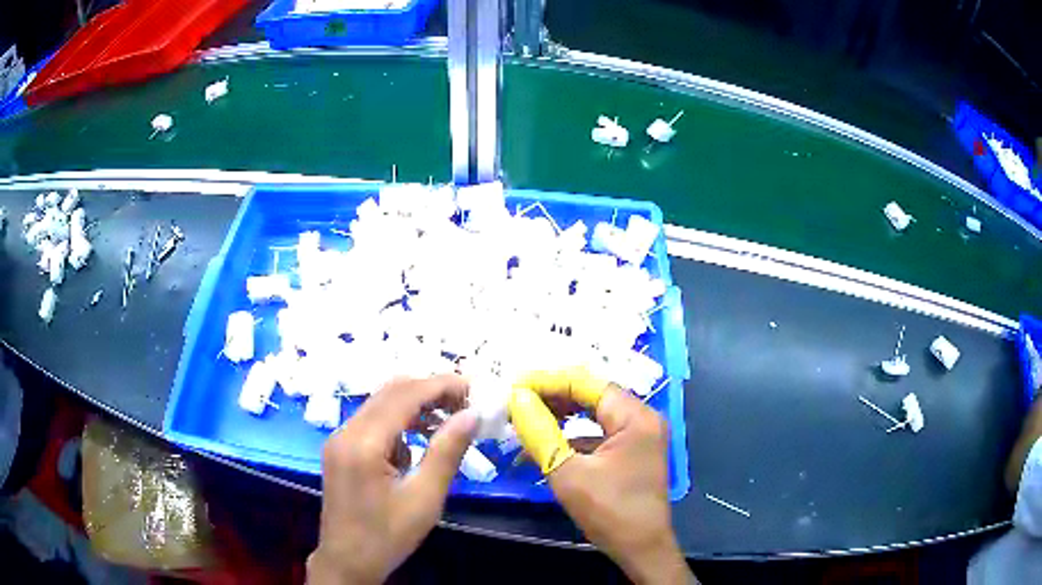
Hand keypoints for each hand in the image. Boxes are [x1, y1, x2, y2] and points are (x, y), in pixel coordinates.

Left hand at [308, 375, 476, 584]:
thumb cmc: (387, 536)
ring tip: (449, 419)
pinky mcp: (340, 449)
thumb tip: (472, 415)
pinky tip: (419, 442)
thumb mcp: (424, 499)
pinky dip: (399, 422)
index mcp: (363, 443)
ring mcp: (339, 439)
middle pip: (390, 393)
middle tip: (465, 402)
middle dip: (429, 391)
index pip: (404, 396)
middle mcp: (345, 432)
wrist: (347, 562)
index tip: (473, 388)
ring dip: (415, 405)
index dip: (440, 385)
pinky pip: (372, 422)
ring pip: (380, 404)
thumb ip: (447, 452)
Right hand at [510, 370, 693, 584]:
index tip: (514, 386)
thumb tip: (517, 399)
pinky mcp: (632, 452)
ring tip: (526, 417)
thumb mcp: (568, 473)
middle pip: (592, 395)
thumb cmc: (609, 512)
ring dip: (561, 415)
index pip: (587, 384)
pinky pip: (599, 432)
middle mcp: (642, 418)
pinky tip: (546, 442)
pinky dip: (573, 434)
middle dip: (553, 396)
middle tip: (516, 402)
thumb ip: (540, 432)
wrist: (641, 549)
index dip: (548, 381)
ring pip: (594, 413)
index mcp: (635, 417)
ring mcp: (639, 435)